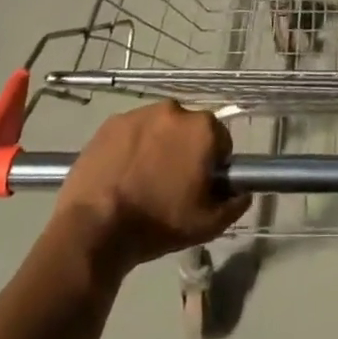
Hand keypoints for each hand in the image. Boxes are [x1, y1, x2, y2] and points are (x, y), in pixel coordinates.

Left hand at [51, 103, 250, 275]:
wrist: (94, 228)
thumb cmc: (158, 223)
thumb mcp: (207, 225)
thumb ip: (234, 204)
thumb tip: (243, 191)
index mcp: (203, 128)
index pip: (220, 141)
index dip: (213, 165)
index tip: (200, 186)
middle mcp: (175, 110)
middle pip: (189, 130)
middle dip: (185, 151)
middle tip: (171, 185)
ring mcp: (140, 113)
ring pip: (159, 128)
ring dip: (158, 146)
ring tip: (142, 180)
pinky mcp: (111, 122)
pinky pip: (131, 132)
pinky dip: (131, 147)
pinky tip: (121, 174)